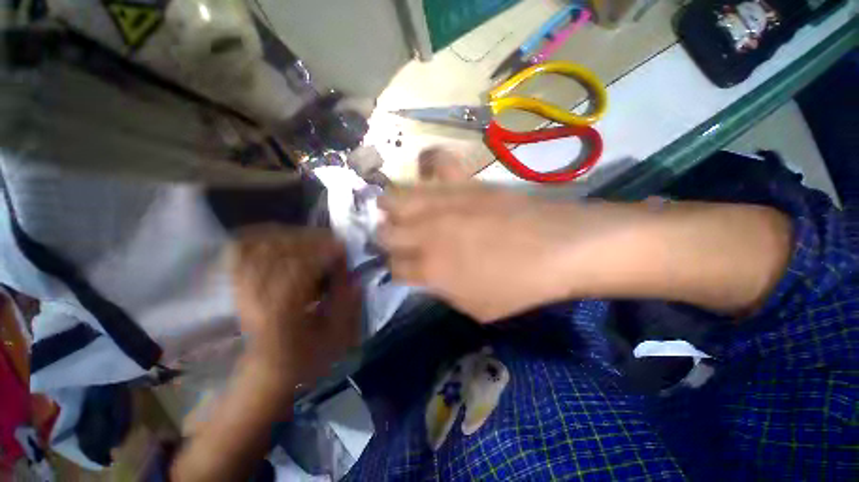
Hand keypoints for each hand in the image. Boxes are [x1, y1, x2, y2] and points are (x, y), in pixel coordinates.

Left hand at [230, 226, 359, 388]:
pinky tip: (279, 237)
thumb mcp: (334, 338)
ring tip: (311, 238)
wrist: (266, 374)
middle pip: (277, 253)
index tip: (343, 249)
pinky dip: (258, 238)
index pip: (299, 269)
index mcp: (281, 314)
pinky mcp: (238, 287)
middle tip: (331, 240)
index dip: (324, 253)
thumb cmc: (304, 360)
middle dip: (309, 240)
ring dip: (288, 237)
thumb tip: (355, 276)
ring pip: (257, 248)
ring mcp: (242, 291)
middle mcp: (256, 298)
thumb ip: (346, 304)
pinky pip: (240, 252)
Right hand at [378, 187, 612, 321]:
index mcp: (429, 270)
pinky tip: (429, 176)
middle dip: (386, 239)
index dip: (396, 269)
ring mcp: (442, 202)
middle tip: (400, 241)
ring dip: (393, 209)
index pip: (392, 267)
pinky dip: (427, 165)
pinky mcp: (462, 181)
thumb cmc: (520, 286)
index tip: (405, 268)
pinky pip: (434, 160)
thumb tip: (428, 275)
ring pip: (392, 198)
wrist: (560, 248)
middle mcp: (425, 234)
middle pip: (383, 232)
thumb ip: (443, 290)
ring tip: (404, 212)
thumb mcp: (476, 307)